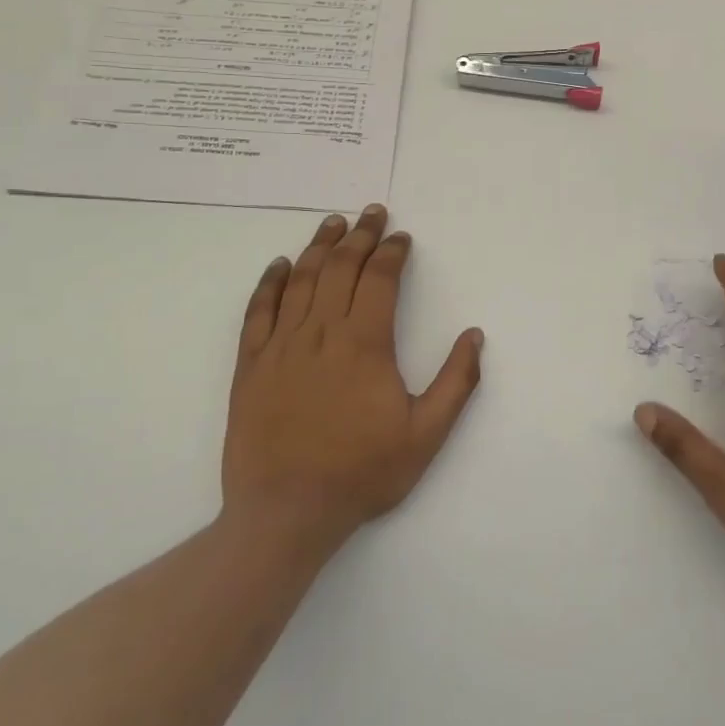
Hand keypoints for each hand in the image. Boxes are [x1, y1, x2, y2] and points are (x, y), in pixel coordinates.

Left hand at [225, 205, 483, 549]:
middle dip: (360, 235)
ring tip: (333, 222)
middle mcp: (321, 333)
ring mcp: (281, 346)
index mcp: (364, 344)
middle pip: (340, 268)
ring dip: (319, 246)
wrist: (285, 513)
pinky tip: (279, 265)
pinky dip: (269, 282)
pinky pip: (258, 311)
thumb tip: (474, 335)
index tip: (402, 237)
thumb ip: (456, 382)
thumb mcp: (426, 435)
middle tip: (372, 212)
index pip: (379, 279)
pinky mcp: (251, 365)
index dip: (392, 252)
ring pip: (300, 280)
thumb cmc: (361, 472)